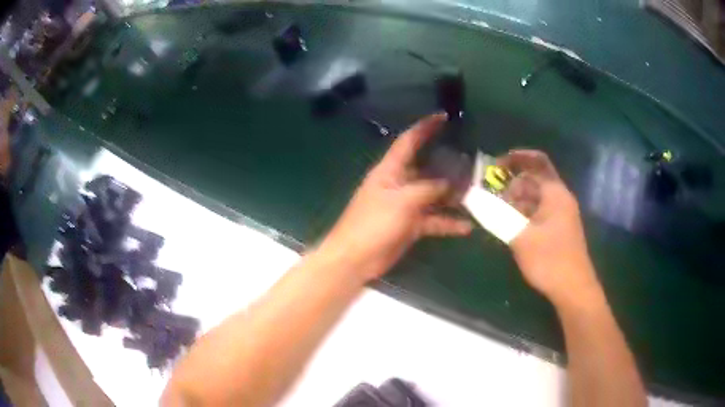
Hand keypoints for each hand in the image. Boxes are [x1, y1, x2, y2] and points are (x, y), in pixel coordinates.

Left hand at [320, 114, 471, 281]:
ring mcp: (406, 205)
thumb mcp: (402, 201)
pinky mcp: (410, 225)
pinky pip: (433, 220)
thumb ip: (428, 189)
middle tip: (472, 165)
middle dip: (449, 168)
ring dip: (452, 197)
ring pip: (434, 196)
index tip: (444, 117)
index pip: (409, 141)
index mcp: (390, 170)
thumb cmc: (374, 223)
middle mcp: (399, 183)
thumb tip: (450, 183)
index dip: (425, 127)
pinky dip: (448, 222)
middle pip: (428, 170)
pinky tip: (467, 226)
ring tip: (476, 195)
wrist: (356, 258)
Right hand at [498, 150, 599, 304]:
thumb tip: (475, 199)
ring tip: (495, 212)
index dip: (517, 158)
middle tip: (490, 195)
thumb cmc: (550, 260)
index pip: (538, 162)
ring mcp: (560, 215)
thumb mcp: (521, 238)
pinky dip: (523, 214)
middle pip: (534, 180)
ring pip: (535, 198)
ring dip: (515, 201)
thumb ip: (498, 216)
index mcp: (555, 193)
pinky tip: (509, 226)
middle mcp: (560, 199)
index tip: (496, 164)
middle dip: (511, 184)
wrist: (573, 289)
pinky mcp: (558, 229)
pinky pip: (538, 212)